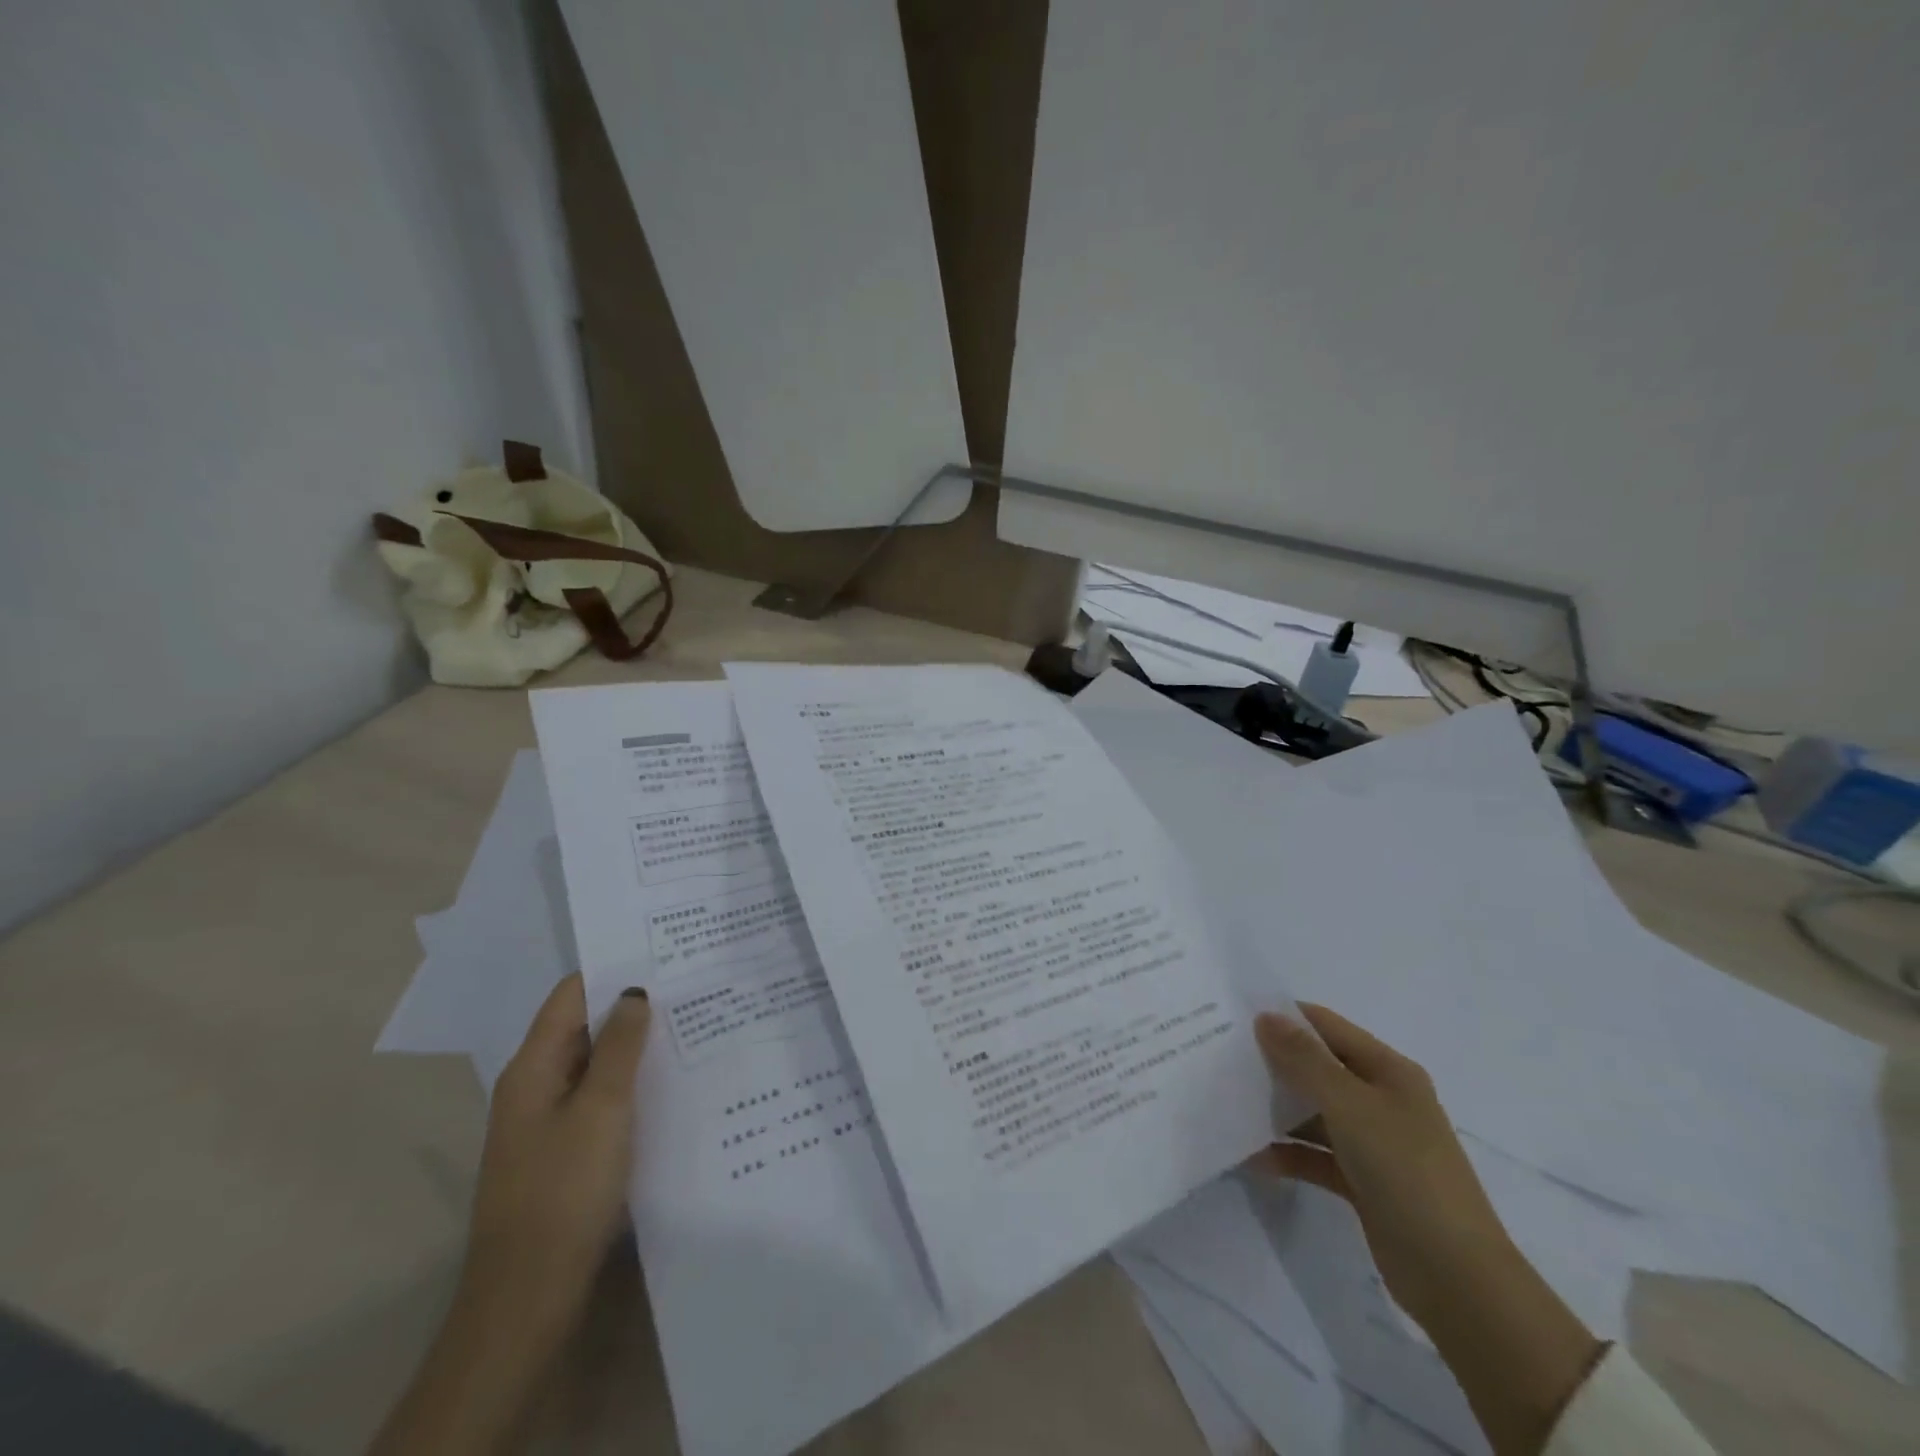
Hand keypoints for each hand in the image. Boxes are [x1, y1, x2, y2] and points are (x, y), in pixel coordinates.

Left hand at [370, 974, 651, 1455]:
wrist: (529, 1296)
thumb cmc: (564, 1191)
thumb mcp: (601, 1109)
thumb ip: (619, 1046)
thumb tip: (634, 990)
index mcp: (533, 1068)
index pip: (570, 995)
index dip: (611, 969)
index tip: (662, 951)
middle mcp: (536, 1086)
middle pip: (583, 1026)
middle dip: (631, 1006)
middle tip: (691, 984)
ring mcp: (549, 1121)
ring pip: (596, 1064)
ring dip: (635, 1045)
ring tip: (692, 1023)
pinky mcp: (567, 1151)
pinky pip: (602, 1098)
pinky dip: (632, 1082)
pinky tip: (672, 1081)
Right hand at [1252, 1003, 1510, 1332]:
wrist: (1457, 1278)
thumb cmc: (1406, 1173)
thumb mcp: (1351, 1106)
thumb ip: (1304, 1060)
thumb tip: (1265, 1017)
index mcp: (1388, 1072)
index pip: (1327, 1027)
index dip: (1285, 1018)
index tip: (1234, 1017)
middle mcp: (1382, 1100)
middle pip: (1318, 1068)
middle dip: (1274, 1062)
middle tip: (1221, 1058)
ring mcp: (1374, 1144)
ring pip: (1314, 1112)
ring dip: (1276, 1109)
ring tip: (1227, 1103)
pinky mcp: (1363, 1183)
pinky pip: (1316, 1156)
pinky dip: (1288, 1153)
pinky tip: (1252, 1157)